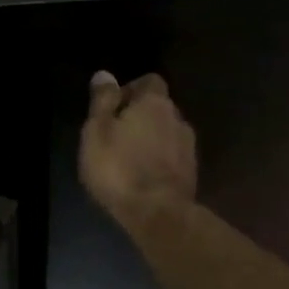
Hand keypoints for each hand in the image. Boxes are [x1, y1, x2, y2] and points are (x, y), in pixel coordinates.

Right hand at [79, 70, 197, 232]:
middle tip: (116, 134)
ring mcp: (189, 147)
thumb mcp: (97, 131)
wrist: (158, 214)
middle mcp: (178, 118)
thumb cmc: (119, 168)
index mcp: (155, 104)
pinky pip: (172, 156)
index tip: (113, 107)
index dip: (131, 89)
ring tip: (128, 158)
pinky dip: (159, 159)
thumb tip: (105, 74)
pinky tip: (143, 175)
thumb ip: (102, 101)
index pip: (150, 81)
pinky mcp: (192, 173)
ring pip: (167, 133)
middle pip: (159, 108)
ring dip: (150, 139)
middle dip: (140, 116)